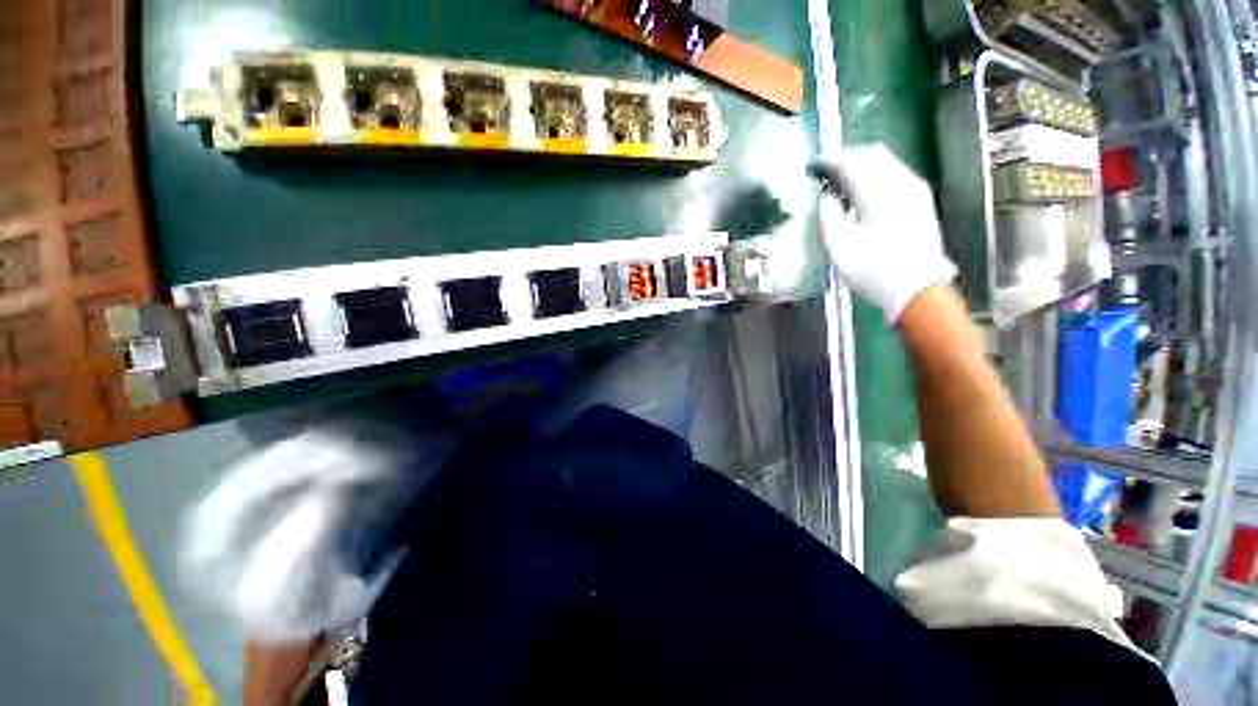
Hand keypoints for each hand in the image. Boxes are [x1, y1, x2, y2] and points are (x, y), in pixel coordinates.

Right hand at [810, 145, 955, 325]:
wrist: (917, 289)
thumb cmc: (872, 270)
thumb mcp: (837, 248)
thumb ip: (827, 216)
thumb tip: (825, 196)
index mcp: (877, 193)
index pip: (850, 163)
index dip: (828, 161)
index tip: (813, 166)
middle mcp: (900, 183)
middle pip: (871, 155)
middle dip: (846, 158)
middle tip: (826, 171)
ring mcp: (915, 190)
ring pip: (886, 162)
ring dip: (861, 165)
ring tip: (842, 180)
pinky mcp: (920, 200)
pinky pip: (895, 173)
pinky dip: (875, 174)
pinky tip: (864, 191)